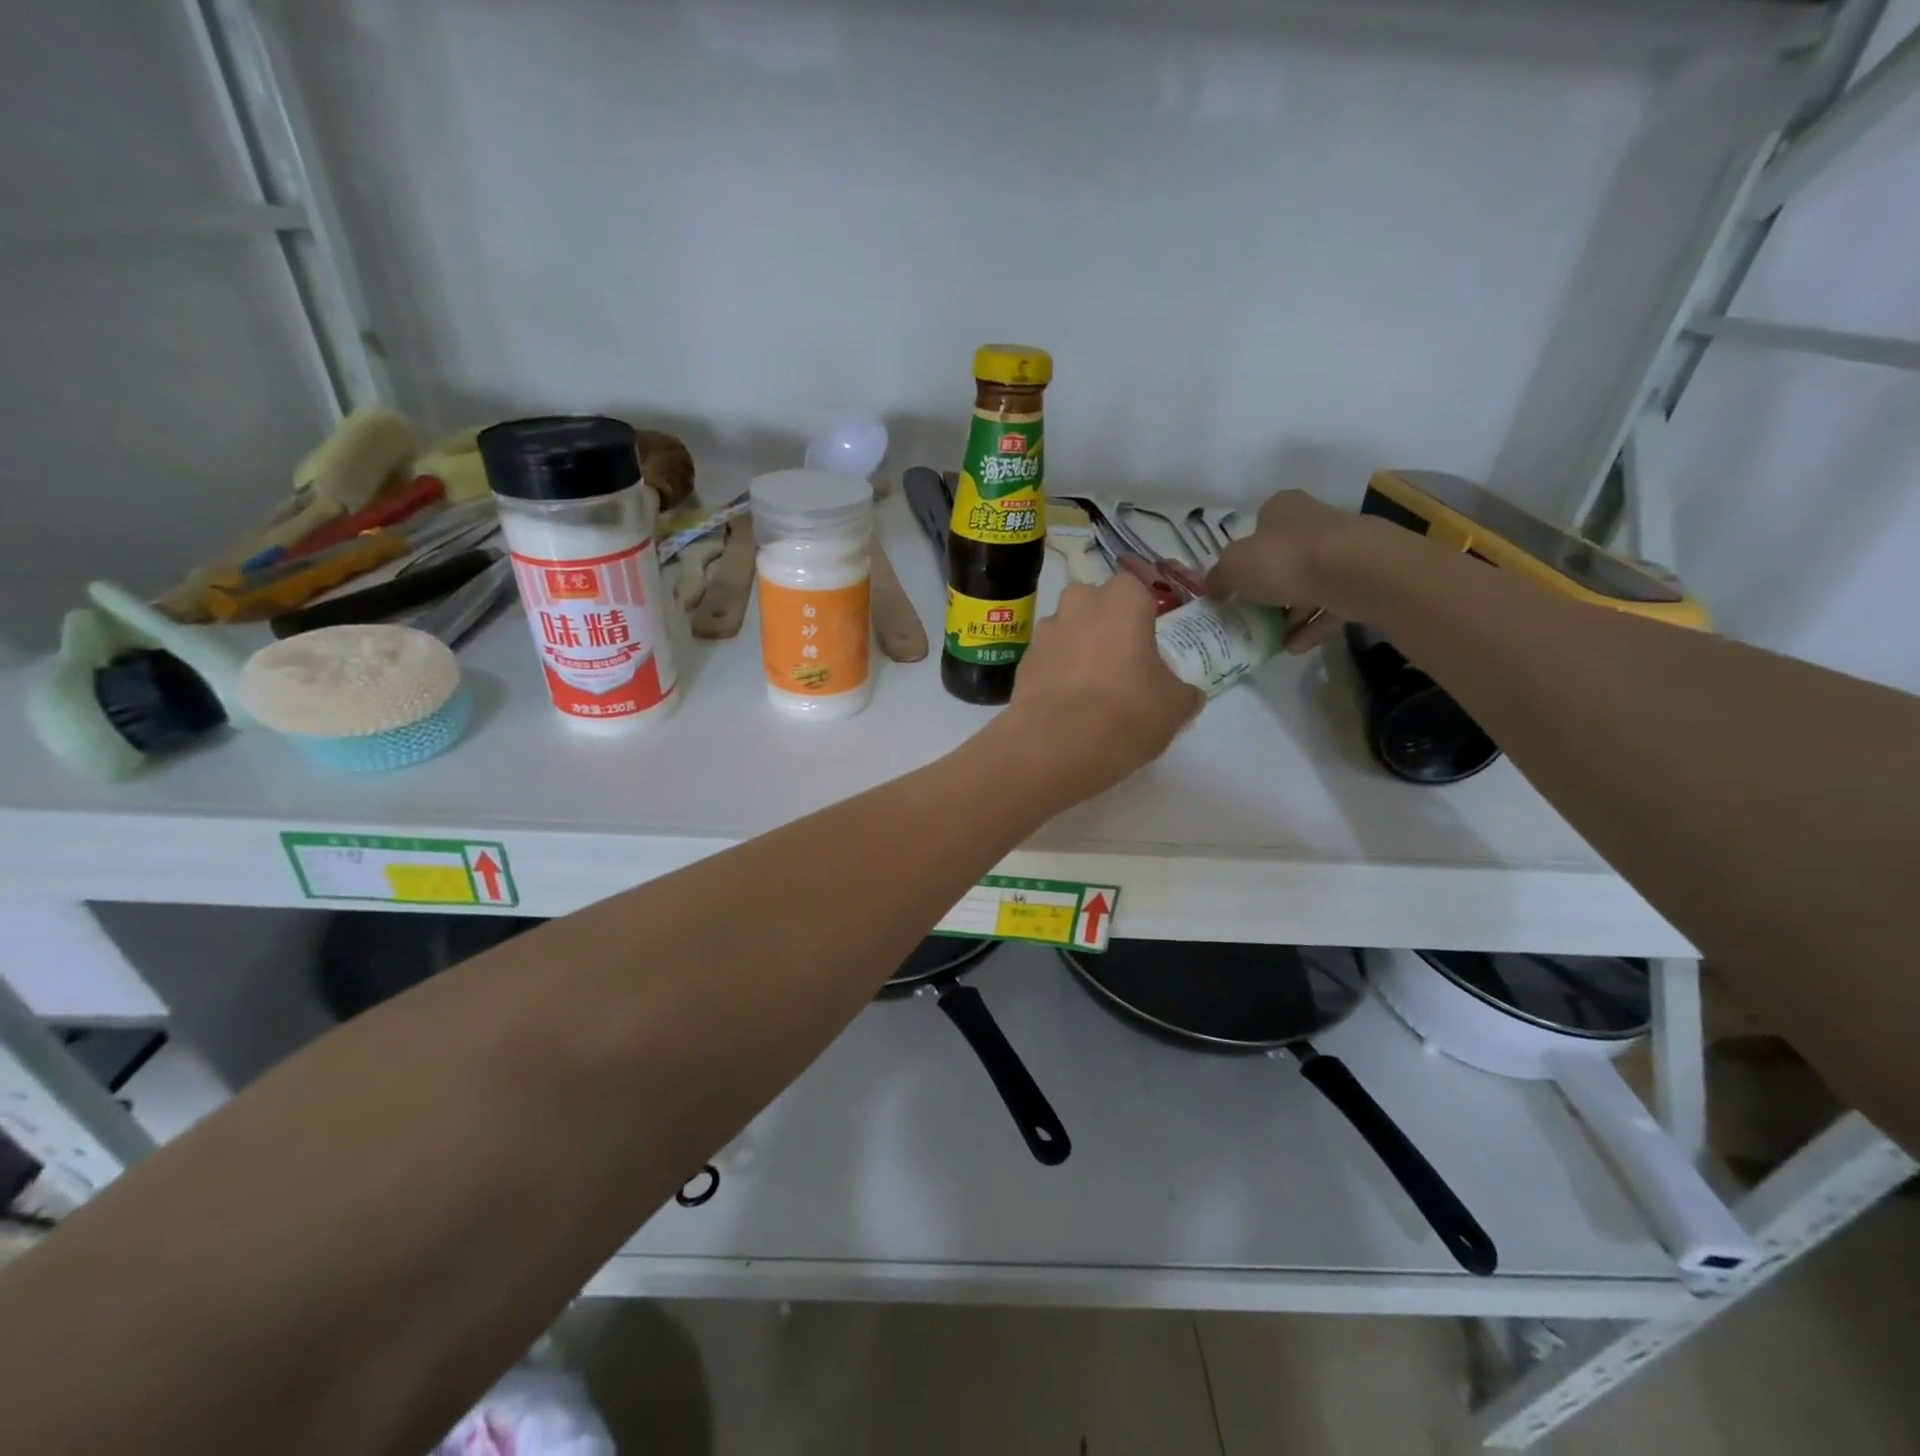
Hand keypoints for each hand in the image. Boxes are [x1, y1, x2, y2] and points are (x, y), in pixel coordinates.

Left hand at [1002, 573, 1202, 803]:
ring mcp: (1044, 632)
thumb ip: (1183, 691)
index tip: (1147, 647)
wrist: (1058, 744)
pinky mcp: (1021, 663)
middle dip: (1103, 626)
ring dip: (1075, 650)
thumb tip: (1185, 694)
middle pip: (1093, 604)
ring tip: (1089, 692)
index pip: (1135, 591)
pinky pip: (1046, 661)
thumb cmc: (1129, 712)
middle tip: (1119, 665)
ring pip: (1066, 631)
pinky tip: (1065, 708)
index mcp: (1123, 600)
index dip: (1141, 616)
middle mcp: (1079, 604)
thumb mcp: (1176, 706)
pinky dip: (1054, 676)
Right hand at [1208, 491, 1385, 652]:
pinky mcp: (1363, 578)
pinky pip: (1330, 605)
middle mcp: (1314, 523)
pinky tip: (1294, 647)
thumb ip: (1219, 578)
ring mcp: (1342, 550)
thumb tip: (1213, 588)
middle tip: (1249, 616)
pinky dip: (1312, 626)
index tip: (1234, 586)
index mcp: (1282, 509)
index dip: (1243, 557)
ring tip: (1270, 640)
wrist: (1356, 572)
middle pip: (1283, 558)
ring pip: (1308, 584)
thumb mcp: (1233, 567)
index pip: (1258, 528)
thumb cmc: (1285, 559)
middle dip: (1267, 590)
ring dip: (1289, 613)